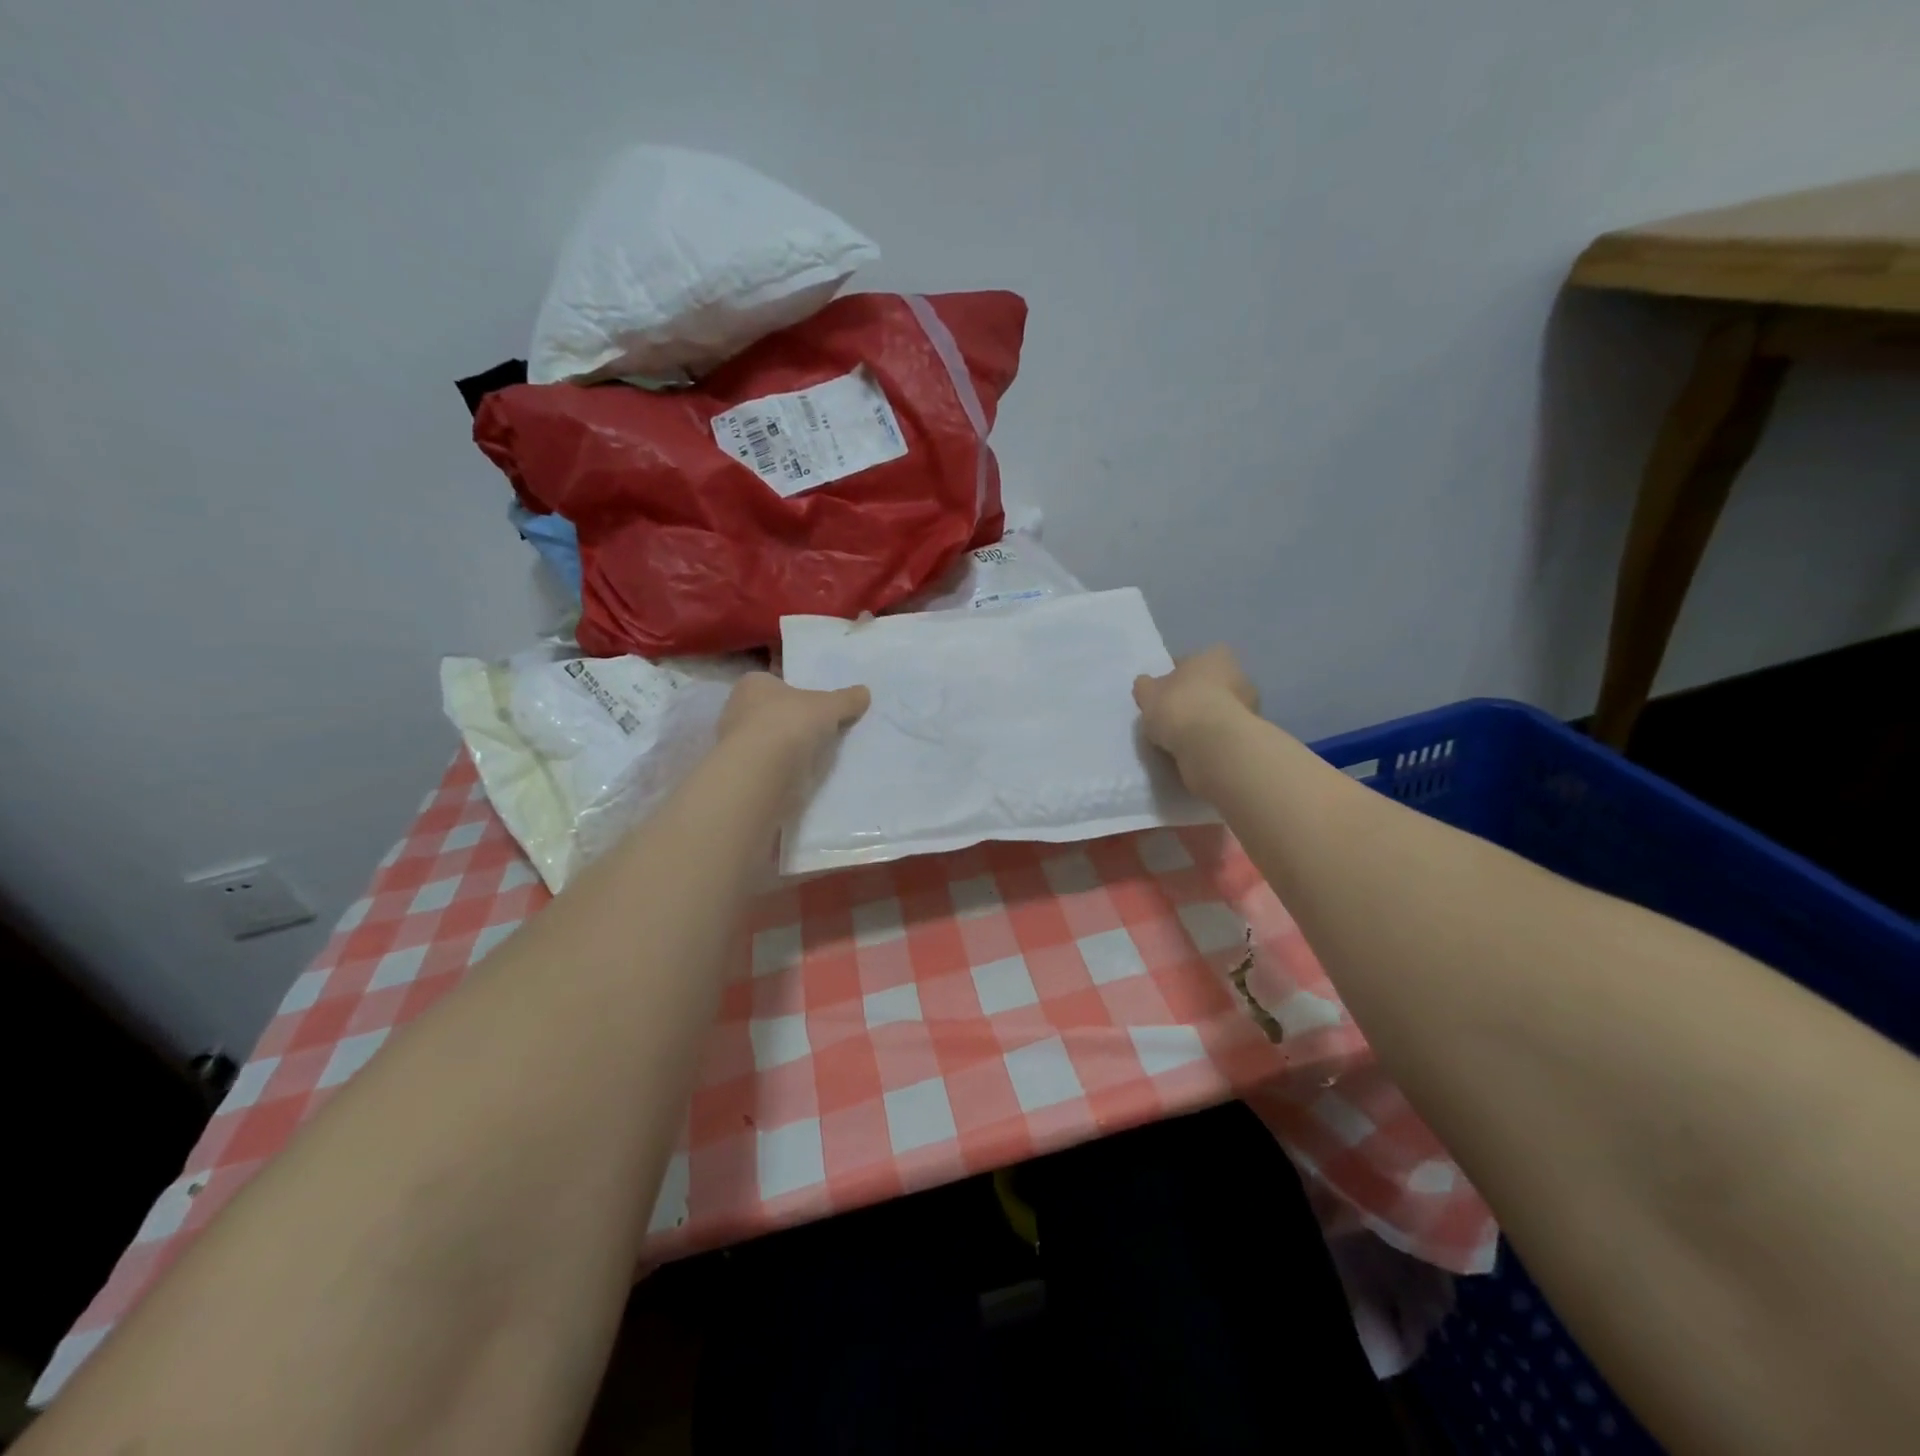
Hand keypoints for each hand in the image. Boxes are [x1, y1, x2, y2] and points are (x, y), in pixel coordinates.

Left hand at [717, 672, 869, 768]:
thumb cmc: (789, 723)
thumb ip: (846, 699)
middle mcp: (738, 710)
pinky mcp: (745, 774)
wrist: (762, 774)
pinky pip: (772, 766)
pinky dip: (787, 769)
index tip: (819, 702)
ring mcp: (739, 745)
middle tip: (825, 726)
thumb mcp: (828, 706)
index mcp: (752, 684)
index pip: (776, 681)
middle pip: (774, 712)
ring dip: (792, 747)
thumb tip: (864, 692)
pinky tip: (808, 774)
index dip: (797, 690)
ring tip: (822, 753)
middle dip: (796, 720)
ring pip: (772, 741)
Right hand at [1133, 646, 1258, 779]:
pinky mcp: (1250, 734)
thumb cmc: (1179, 705)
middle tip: (1173, 715)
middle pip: (1209, 685)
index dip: (1173, 676)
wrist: (1211, 744)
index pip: (1189, 662)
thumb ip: (1146, 686)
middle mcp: (1239, 674)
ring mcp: (1249, 705)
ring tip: (1182, 737)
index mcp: (1215, 655)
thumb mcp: (1148, 693)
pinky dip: (1212, 738)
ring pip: (1219, 709)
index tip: (1161, 693)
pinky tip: (1195, 748)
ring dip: (1205, 720)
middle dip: (1194, 697)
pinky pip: (1223, 732)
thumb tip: (1146, 685)